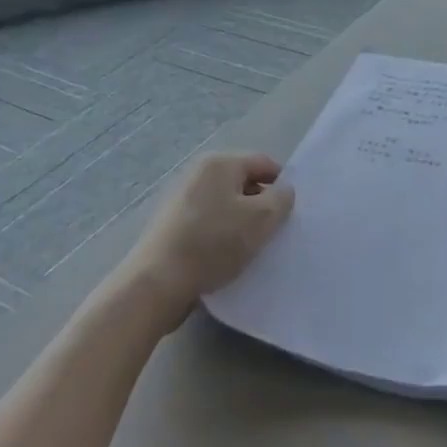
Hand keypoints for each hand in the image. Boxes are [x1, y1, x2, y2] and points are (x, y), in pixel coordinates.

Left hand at [115, 152, 294, 328]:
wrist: (157, 283)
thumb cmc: (214, 243)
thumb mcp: (262, 219)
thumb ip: (282, 198)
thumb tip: (282, 191)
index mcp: (220, 163)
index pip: (264, 163)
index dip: (281, 185)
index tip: (289, 213)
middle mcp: (198, 173)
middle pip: (243, 183)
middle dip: (260, 205)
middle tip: (272, 232)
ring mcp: (181, 198)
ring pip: (225, 205)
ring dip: (241, 222)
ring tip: (249, 248)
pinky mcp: (170, 224)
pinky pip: (207, 222)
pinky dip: (220, 235)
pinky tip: (224, 257)